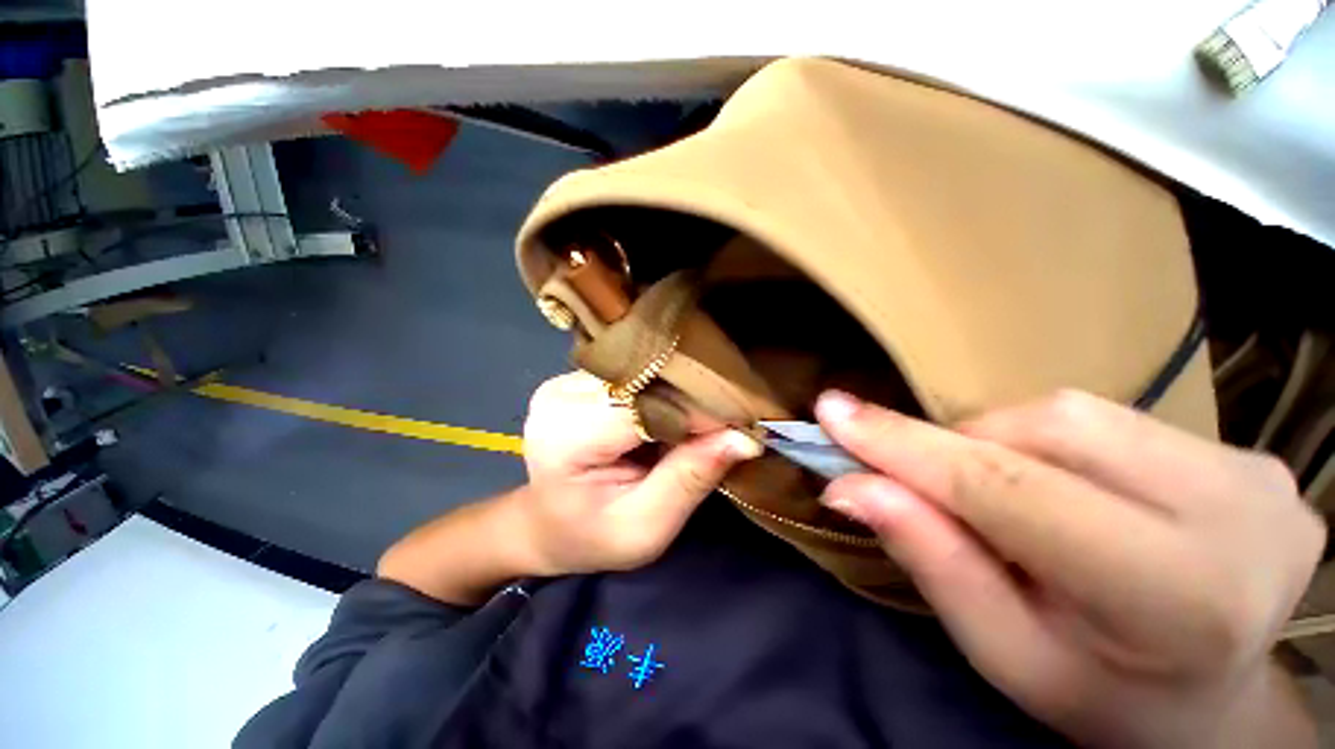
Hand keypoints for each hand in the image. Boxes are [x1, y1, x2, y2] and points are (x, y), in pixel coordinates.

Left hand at [517, 372, 760, 575]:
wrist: (548, 525)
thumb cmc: (593, 536)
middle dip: (692, 402)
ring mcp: (567, 380)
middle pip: (646, 382)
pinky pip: (634, 374)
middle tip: (727, 424)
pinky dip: (661, 393)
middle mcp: (561, 395)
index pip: (648, 406)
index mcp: (568, 435)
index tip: (741, 427)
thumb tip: (746, 438)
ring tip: (697, 423)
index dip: (699, 413)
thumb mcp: (646, 526)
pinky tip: (670, 413)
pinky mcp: (578, 378)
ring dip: (677, 396)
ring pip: (643, 373)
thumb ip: (691, 478)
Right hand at [816, 389, 1324, 748]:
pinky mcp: (1252, 455)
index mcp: (1177, 598)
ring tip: (999, 495)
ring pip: (1076, 413)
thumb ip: (932, 559)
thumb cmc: (1099, 695)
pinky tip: (1058, 487)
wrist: (1212, 700)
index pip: (1009, 490)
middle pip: (1050, 430)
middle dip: (962, 447)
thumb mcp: (1003, 651)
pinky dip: (1049, 443)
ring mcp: (1256, 474)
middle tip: (922, 479)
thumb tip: (849, 485)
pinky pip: (1109, 419)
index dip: (907, 446)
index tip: (832, 412)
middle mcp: (1237, 515)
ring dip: (1004, 444)